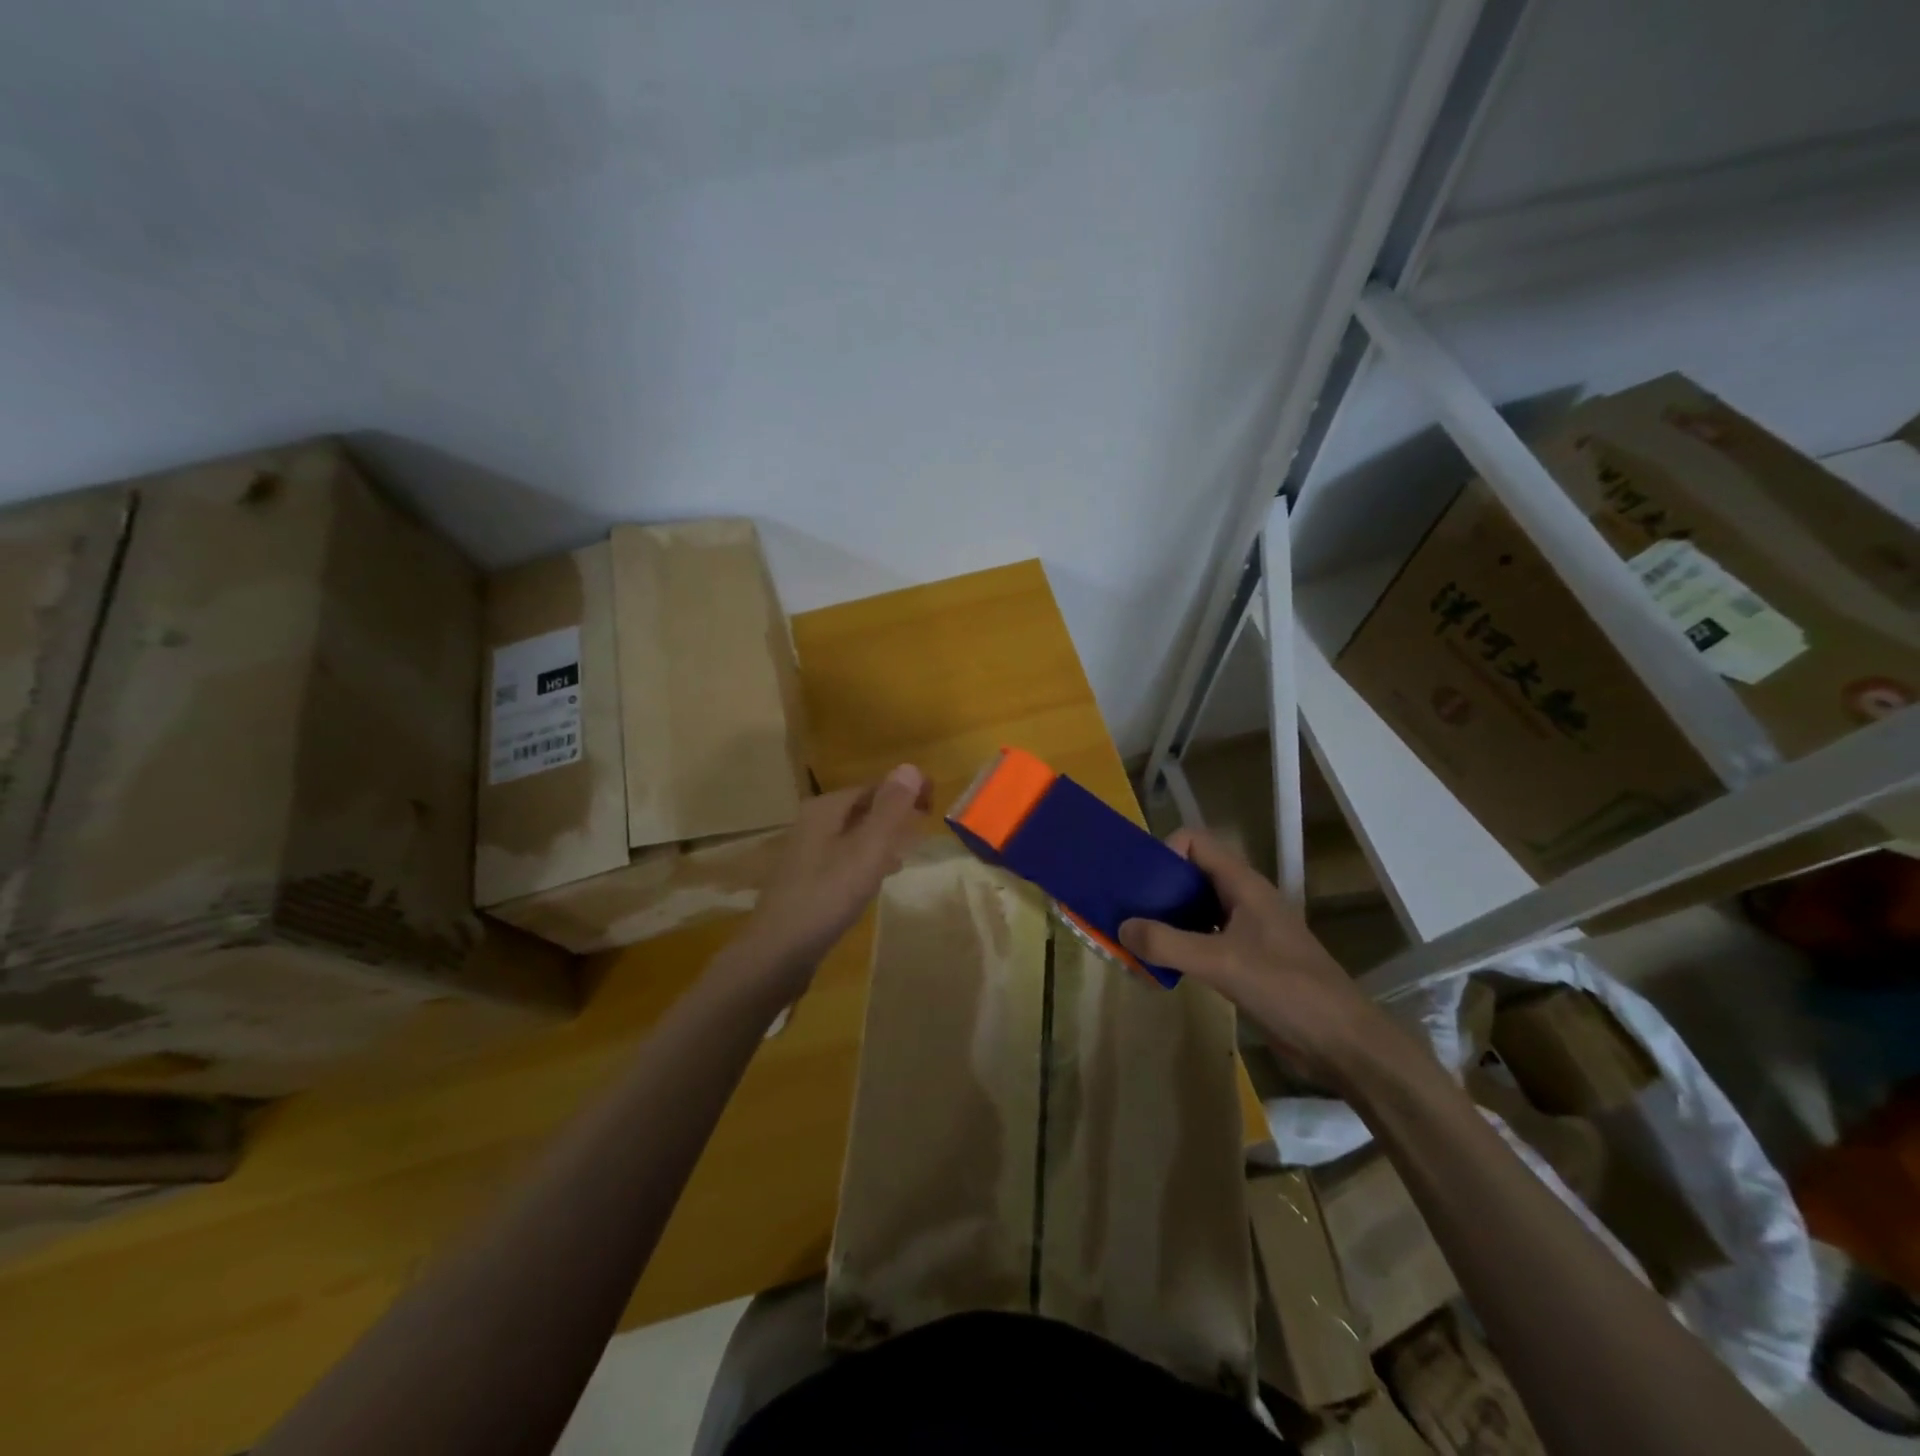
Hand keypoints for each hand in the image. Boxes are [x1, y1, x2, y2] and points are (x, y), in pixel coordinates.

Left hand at [732, 765, 931, 991]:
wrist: (779, 951)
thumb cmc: (828, 895)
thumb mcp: (868, 850)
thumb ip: (890, 809)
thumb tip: (909, 767)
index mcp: (826, 809)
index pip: (874, 786)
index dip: (905, 791)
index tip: (934, 804)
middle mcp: (813, 823)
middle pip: (862, 808)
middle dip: (894, 813)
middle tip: (925, 826)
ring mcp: (807, 852)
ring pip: (854, 834)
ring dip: (882, 837)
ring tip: (909, 851)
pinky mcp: (807, 879)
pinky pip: (845, 857)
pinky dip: (867, 859)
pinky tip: (878, 877)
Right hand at [1118, 828, 1384, 1084]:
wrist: (1342, 1043)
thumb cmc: (1287, 989)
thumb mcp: (1221, 962)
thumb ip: (1168, 943)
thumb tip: (1122, 928)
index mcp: (1243, 885)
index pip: (1195, 843)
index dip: (1165, 853)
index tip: (1140, 884)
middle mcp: (1243, 900)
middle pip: (1191, 875)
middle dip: (1157, 889)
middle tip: (1127, 913)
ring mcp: (1246, 931)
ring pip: (1196, 910)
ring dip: (1165, 921)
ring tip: (1136, 941)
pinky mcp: (1246, 961)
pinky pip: (1203, 940)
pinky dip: (1179, 946)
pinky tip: (1162, 967)